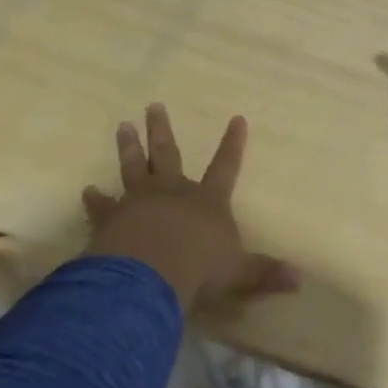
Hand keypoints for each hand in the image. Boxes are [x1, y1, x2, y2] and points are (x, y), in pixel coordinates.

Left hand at [83, 104, 299, 311]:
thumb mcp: (239, 273)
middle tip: (153, 106)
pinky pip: (102, 206)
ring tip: (122, 126)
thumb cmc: (199, 268)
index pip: (225, 166)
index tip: (236, 119)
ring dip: (129, 147)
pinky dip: (95, 199)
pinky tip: (87, 191)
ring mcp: (139, 202)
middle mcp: (173, 193)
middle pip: (168, 155)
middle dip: (161, 131)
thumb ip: (264, 274)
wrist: (150, 273)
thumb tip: (299, 280)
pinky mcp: (112, 219)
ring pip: (134, 168)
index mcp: (207, 201)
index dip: (233, 144)